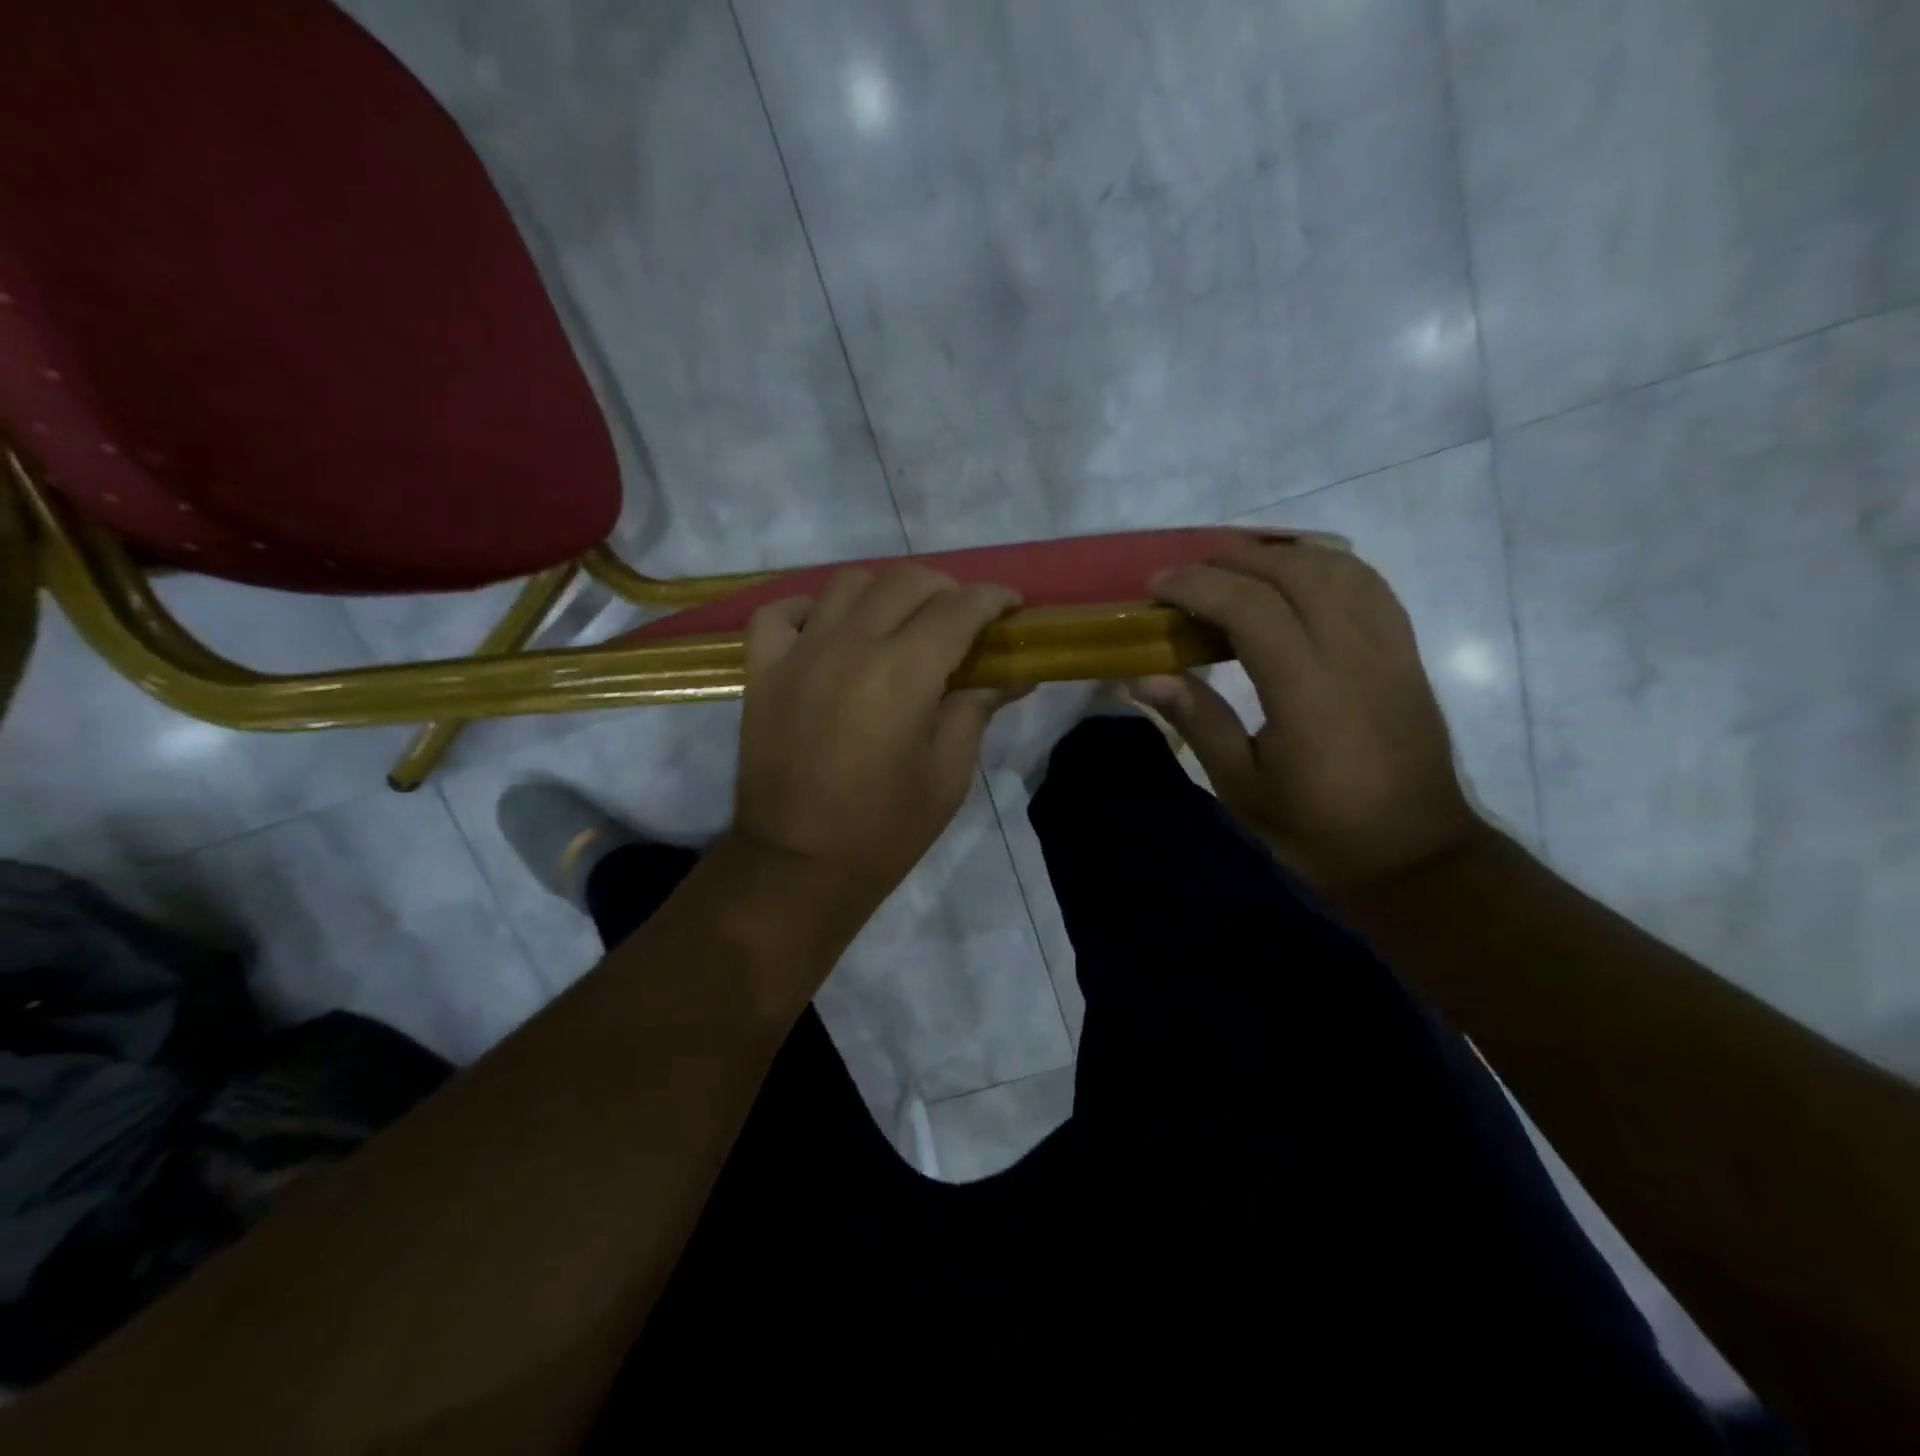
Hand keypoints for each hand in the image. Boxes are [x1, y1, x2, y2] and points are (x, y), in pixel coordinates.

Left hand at [730, 565, 1021, 915]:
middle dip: (946, 588)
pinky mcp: (762, 672)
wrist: (798, 866)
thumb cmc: (885, 830)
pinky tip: (828, 628)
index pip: (958, 608)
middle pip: (905, 581)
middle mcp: (849, 647)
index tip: (1012, 605)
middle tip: (963, 616)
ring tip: (901, 618)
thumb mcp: (948, 774)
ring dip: (885, 589)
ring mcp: (798, 655)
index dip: (993, 598)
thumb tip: (1012, 673)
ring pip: (846, 584)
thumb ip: (977, 708)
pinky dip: (809, 609)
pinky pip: (779, 614)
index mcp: (903, 674)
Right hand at [1132, 539, 1487, 899]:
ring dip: (1277, 556)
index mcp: (1308, 692)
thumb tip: (1140, 675)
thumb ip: (1196, 719)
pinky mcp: (1406, 653)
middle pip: (1293, 573)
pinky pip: (1368, 585)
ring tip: (1232, 571)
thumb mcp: (1242, 786)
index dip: (1198, 586)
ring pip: (1336, 568)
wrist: (1413, 856)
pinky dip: (1323, 567)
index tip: (1156, 586)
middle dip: (1231, 560)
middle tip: (1185, 576)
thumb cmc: (1317, 829)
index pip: (1251, 607)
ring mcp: (1389, 648)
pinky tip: (1294, 580)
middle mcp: (1354, 655)